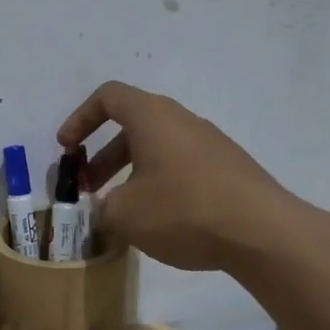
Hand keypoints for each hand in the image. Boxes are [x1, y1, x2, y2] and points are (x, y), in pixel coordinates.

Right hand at [57, 82, 289, 271]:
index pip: (108, 97)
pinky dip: (159, 183)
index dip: (80, 119)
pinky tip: (159, 220)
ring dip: (131, 173)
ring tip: (121, 210)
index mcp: (153, 117)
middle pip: (133, 126)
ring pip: (158, 149)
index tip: (66, 149)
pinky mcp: (229, 169)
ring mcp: (211, 144)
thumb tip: (103, 209)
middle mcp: (182, 120)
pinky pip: (182, 166)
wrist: (262, 232)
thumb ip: (101, 208)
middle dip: (102, 156)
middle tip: (88, 189)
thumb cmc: (183, 210)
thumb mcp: (125, 214)